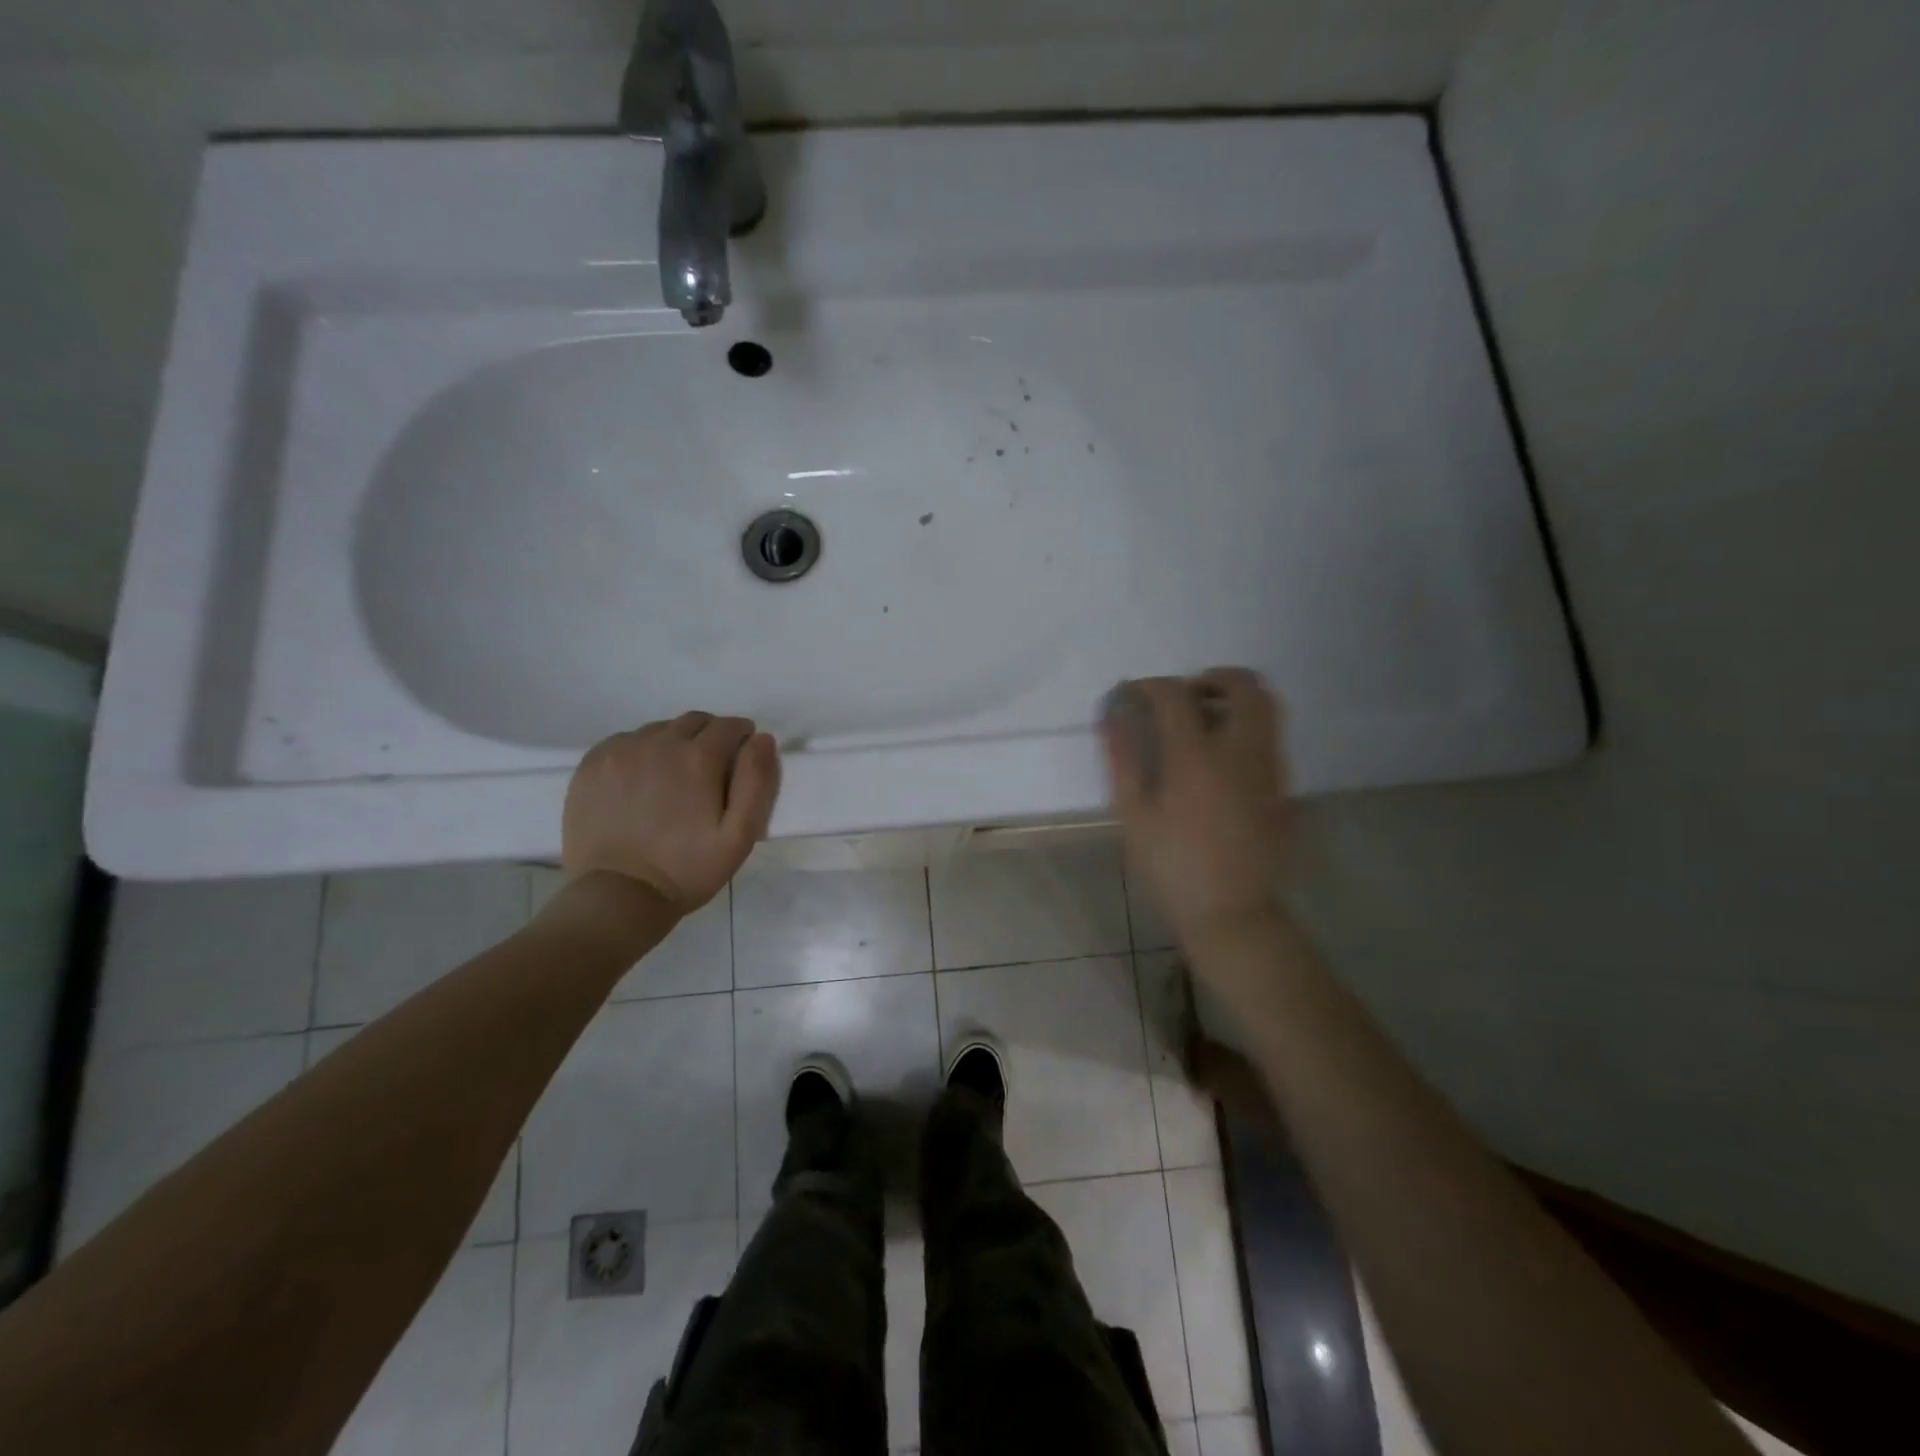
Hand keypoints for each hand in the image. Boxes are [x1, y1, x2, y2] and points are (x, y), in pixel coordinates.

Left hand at [562, 713, 780, 915]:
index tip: (742, 756)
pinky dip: (640, 751)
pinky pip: (625, 742)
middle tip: (711, 769)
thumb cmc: (688, 869)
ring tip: (674, 778)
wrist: (618, 896)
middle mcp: (659, 743)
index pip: (728, 726)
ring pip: (659, 730)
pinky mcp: (592, 765)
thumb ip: (757, 782)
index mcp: (699, 758)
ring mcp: (620, 752)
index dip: (741, 737)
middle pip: (694, 721)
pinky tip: (641, 782)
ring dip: (674, 743)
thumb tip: (761, 739)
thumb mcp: (740, 835)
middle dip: (710, 736)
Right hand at [1099, 668, 1290, 950]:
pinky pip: (1270, 737)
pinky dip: (1248, 727)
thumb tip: (1112, 717)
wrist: (1231, 912)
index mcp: (1196, 756)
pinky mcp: (1284, 787)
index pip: (1175, 695)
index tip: (1134, 693)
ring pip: (1267, 707)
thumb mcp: (1134, 814)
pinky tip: (1221, 757)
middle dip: (1213, 677)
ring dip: (1235, 699)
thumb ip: (1123, 759)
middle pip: (1243, 685)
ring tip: (1204, 721)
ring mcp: (1269, 768)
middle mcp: (1241, 751)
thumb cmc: (1172, 865)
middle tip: (1186, 696)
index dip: (1151, 686)